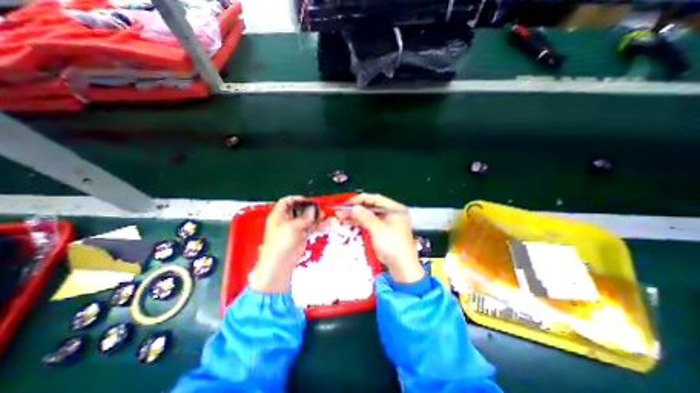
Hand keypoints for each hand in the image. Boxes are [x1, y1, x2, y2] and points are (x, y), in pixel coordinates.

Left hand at [250, 194, 318, 290]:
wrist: (279, 264)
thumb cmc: (281, 242)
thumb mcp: (293, 226)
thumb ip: (305, 217)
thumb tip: (314, 209)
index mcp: (278, 215)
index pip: (287, 201)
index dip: (297, 199)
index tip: (309, 200)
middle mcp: (285, 220)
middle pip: (297, 209)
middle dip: (308, 208)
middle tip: (319, 208)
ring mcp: (292, 229)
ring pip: (304, 219)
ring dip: (313, 216)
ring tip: (323, 216)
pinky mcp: (299, 236)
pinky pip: (308, 227)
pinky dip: (315, 225)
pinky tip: (323, 223)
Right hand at [339, 194, 419, 282]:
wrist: (401, 267)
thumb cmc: (392, 244)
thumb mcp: (378, 228)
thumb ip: (364, 216)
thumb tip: (352, 207)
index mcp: (395, 208)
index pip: (376, 199)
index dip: (361, 199)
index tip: (347, 202)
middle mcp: (391, 213)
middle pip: (372, 207)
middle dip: (356, 208)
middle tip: (341, 210)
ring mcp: (387, 223)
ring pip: (369, 215)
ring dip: (356, 215)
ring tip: (341, 216)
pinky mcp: (382, 231)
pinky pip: (369, 223)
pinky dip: (359, 222)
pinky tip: (348, 222)